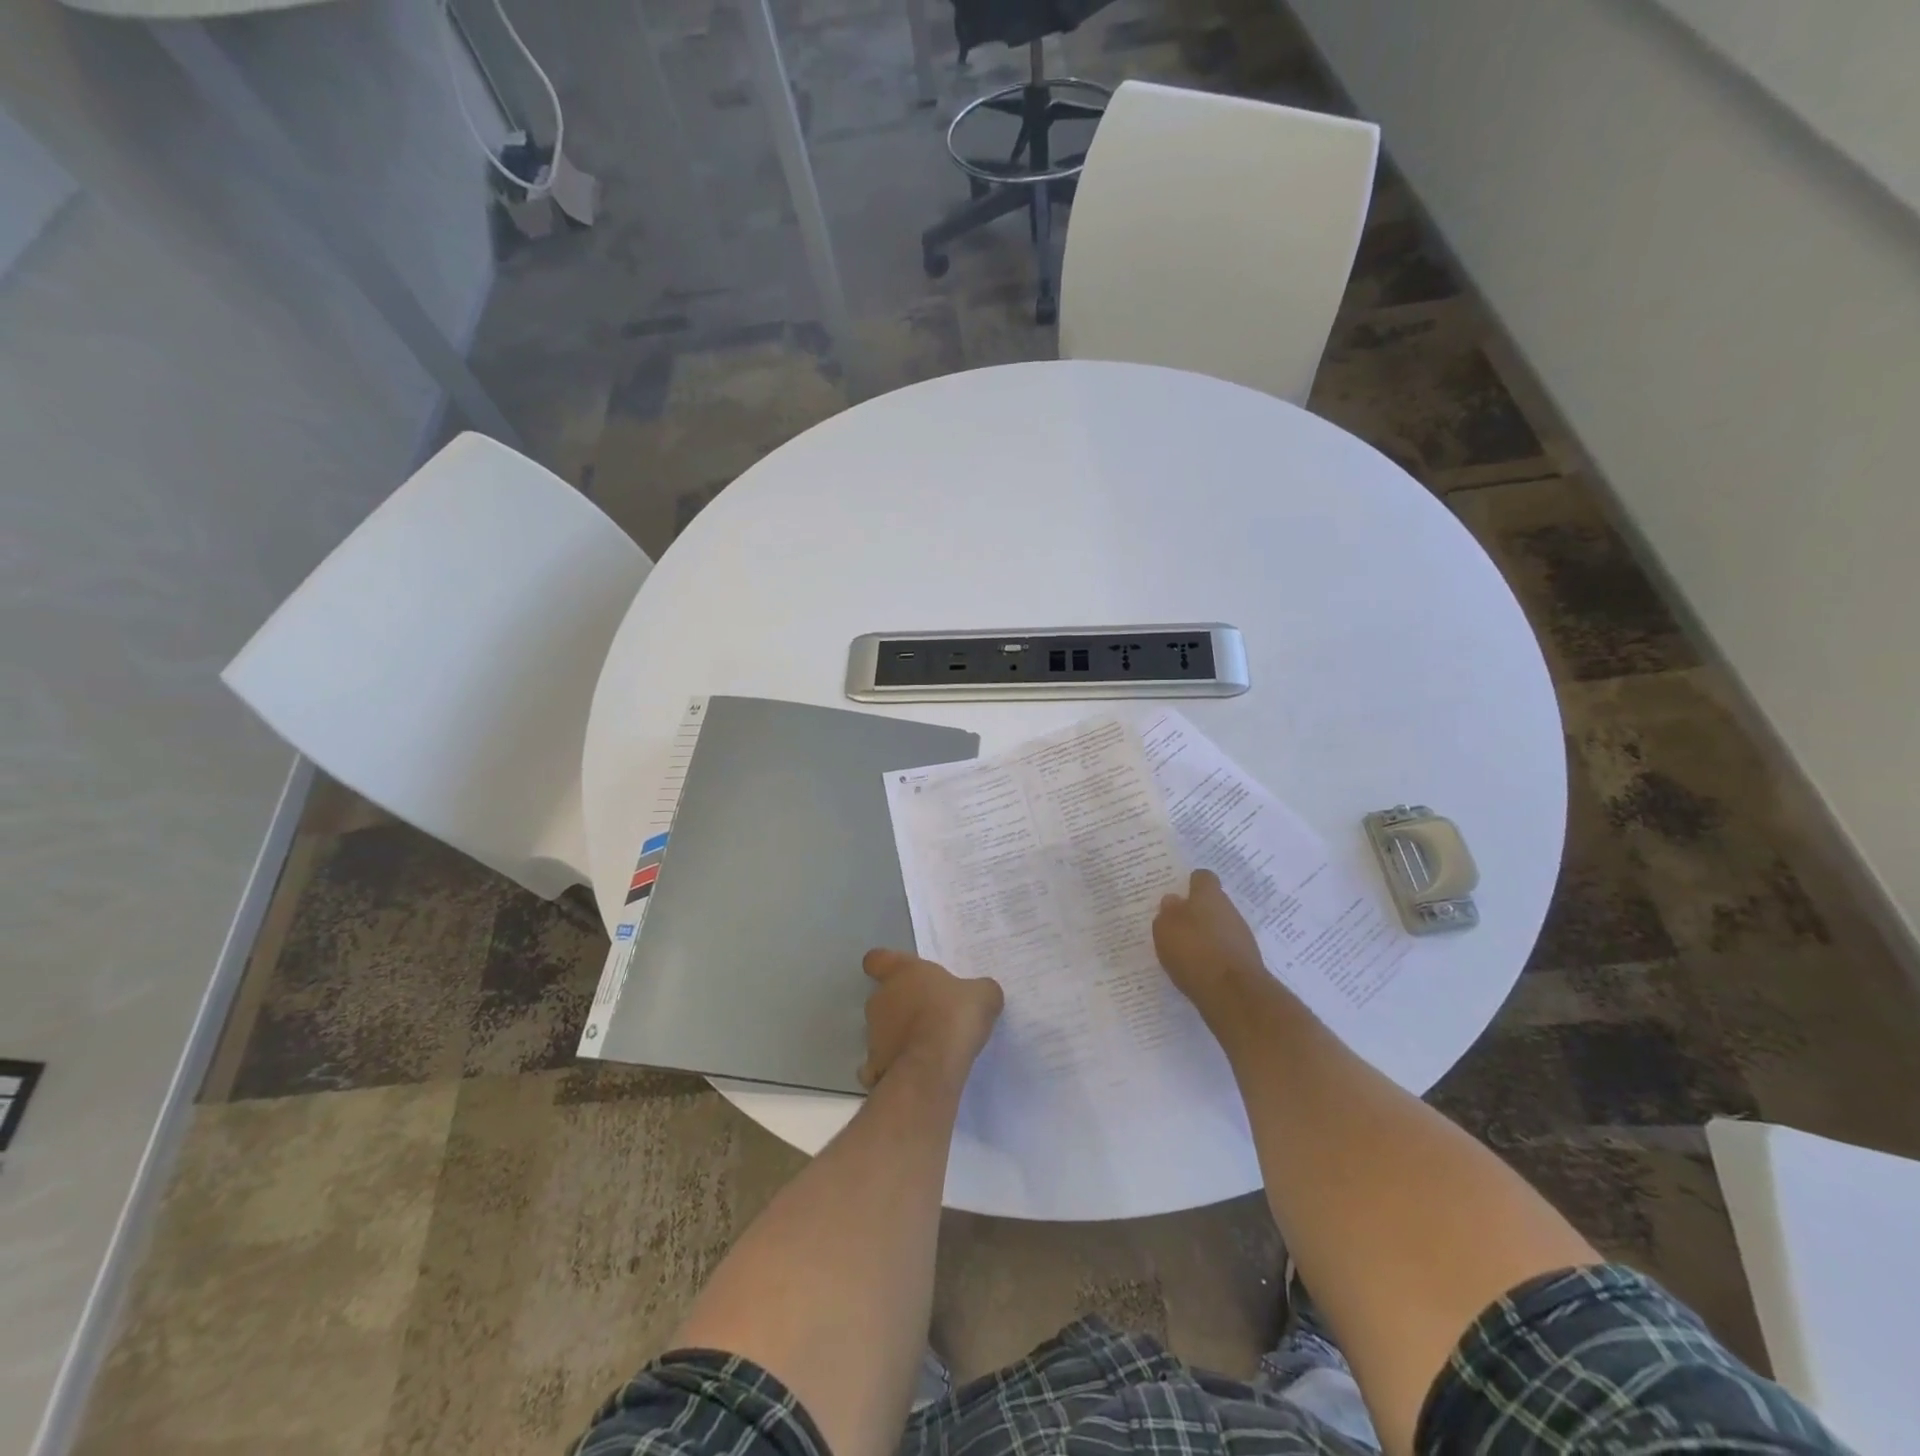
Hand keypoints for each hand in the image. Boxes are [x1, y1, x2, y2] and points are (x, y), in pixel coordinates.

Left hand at [859, 949, 1003, 1089]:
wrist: (931, 1068)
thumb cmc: (953, 1017)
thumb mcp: (983, 995)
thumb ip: (979, 990)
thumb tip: (982, 993)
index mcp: (901, 972)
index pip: (877, 959)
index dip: (886, 965)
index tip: (900, 973)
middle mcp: (880, 999)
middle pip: (884, 996)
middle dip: (903, 1005)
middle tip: (932, 1015)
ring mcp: (873, 1034)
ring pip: (883, 1030)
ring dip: (901, 1036)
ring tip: (930, 1049)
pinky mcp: (874, 1066)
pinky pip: (881, 1064)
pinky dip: (895, 1067)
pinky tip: (917, 1073)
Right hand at [1153, 869, 1268, 1016]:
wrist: (1233, 994)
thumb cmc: (1193, 951)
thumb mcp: (1165, 928)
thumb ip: (1168, 912)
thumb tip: (1173, 900)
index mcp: (1209, 896)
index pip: (1203, 877)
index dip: (1191, 883)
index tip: (1179, 893)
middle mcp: (1229, 910)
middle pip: (1213, 903)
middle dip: (1197, 912)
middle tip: (1177, 924)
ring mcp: (1241, 936)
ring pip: (1220, 927)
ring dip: (1206, 935)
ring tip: (1186, 950)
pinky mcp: (1246, 960)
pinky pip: (1226, 949)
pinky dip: (1214, 955)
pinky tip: (1199, 968)